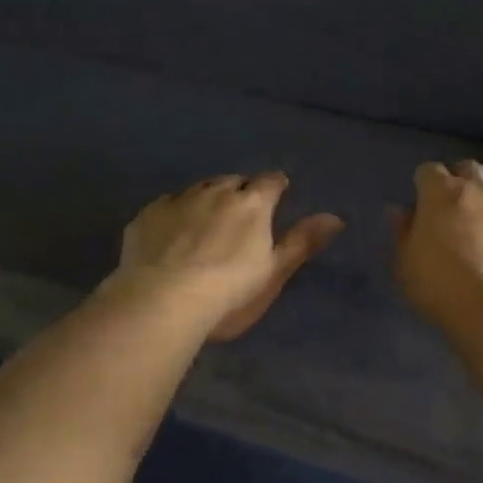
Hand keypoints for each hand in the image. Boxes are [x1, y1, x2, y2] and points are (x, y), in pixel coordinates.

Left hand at [110, 172, 343, 341]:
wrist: (161, 301)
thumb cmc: (228, 292)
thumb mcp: (273, 273)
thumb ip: (302, 242)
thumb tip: (336, 217)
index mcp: (252, 204)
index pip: (270, 181)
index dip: (275, 186)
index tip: (277, 194)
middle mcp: (216, 191)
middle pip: (232, 181)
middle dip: (239, 191)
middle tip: (240, 213)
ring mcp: (178, 200)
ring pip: (198, 188)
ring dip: (207, 197)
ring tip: (206, 220)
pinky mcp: (147, 214)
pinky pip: (168, 204)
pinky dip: (176, 212)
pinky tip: (172, 233)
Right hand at [394, 161, 482, 329]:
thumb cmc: (439, 286)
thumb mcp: (404, 263)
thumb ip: (402, 232)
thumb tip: (400, 210)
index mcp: (441, 193)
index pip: (429, 170)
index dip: (424, 183)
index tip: (422, 200)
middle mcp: (479, 189)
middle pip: (469, 167)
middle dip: (460, 177)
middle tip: (456, 199)